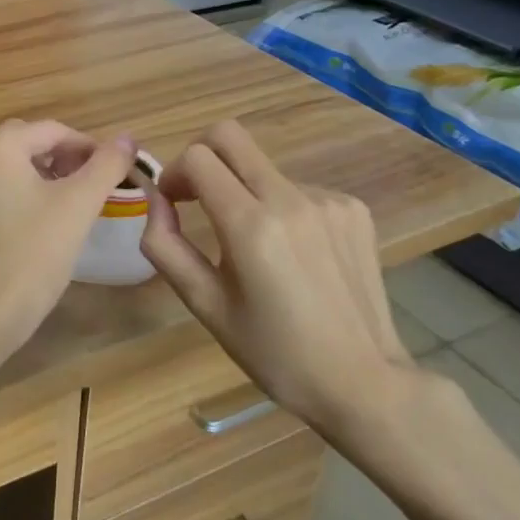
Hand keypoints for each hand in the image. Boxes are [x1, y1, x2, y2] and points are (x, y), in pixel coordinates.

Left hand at [0, 121, 136, 360]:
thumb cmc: (30, 255)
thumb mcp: (77, 206)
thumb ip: (106, 166)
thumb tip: (127, 139)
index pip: (54, 131)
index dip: (91, 148)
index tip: (120, 172)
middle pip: (30, 143)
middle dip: (67, 160)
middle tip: (99, 187)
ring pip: (13, 165)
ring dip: (46, 176)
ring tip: (77, 203)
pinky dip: (24, 192)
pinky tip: (45, 220)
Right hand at [139, 120, 415, 441]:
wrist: (364, 383)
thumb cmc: (273, 352)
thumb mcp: (204, 304)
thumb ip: (165, 245)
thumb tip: (155, 198)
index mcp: (250, 226)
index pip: (198, 158)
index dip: (173, 172)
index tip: (173, 202)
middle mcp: (290, 200)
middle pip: (230, 136)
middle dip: (201, 155)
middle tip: (197, 195)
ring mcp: (328, 199)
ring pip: (262, 167)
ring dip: (243, 190)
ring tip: (254, 245)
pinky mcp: (353, 208)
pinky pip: (297, 188)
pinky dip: (280, 207)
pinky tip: (292, 252)